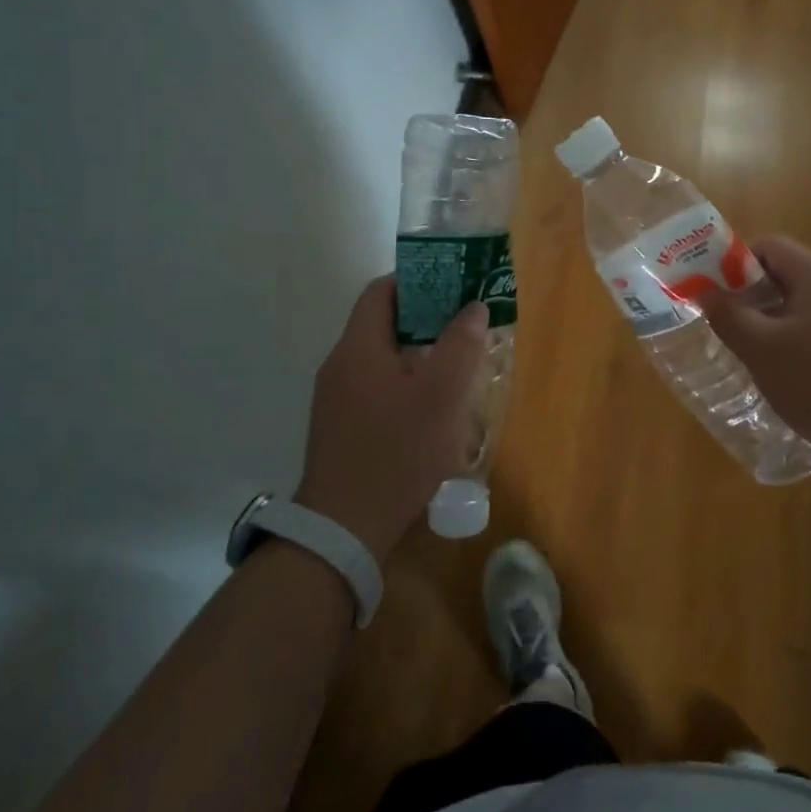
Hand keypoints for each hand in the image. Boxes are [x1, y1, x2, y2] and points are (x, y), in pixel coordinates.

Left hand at [295, 277, 489, 561]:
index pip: (382, 291)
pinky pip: (375, 386)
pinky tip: (432, 406)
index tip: (455, 285)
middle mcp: (340, 365)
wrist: (342, 532)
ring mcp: (336, 398)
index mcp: (358, 347)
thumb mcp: (441, 397)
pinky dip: (405, 381)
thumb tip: (474, 306)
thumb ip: (460, 345)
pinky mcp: (340, 427)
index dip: (419, 279)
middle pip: (383, 323)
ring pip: (382, 357)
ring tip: (458, 363)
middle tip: (466, 325)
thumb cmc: (396, 454)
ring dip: (419, 353)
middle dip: (427, 318)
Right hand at [700, 236, 810, 471]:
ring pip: (797, 305)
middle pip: (782, 274)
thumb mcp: (761, 349)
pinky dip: (790, 341)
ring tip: (746, 351)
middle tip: (724, 324)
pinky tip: (780, 373)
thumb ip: (728, 316)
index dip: (735, 263)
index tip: (715, 294)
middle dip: (748, 295)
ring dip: (767, 321)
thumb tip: (705, 292)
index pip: (769, 246)